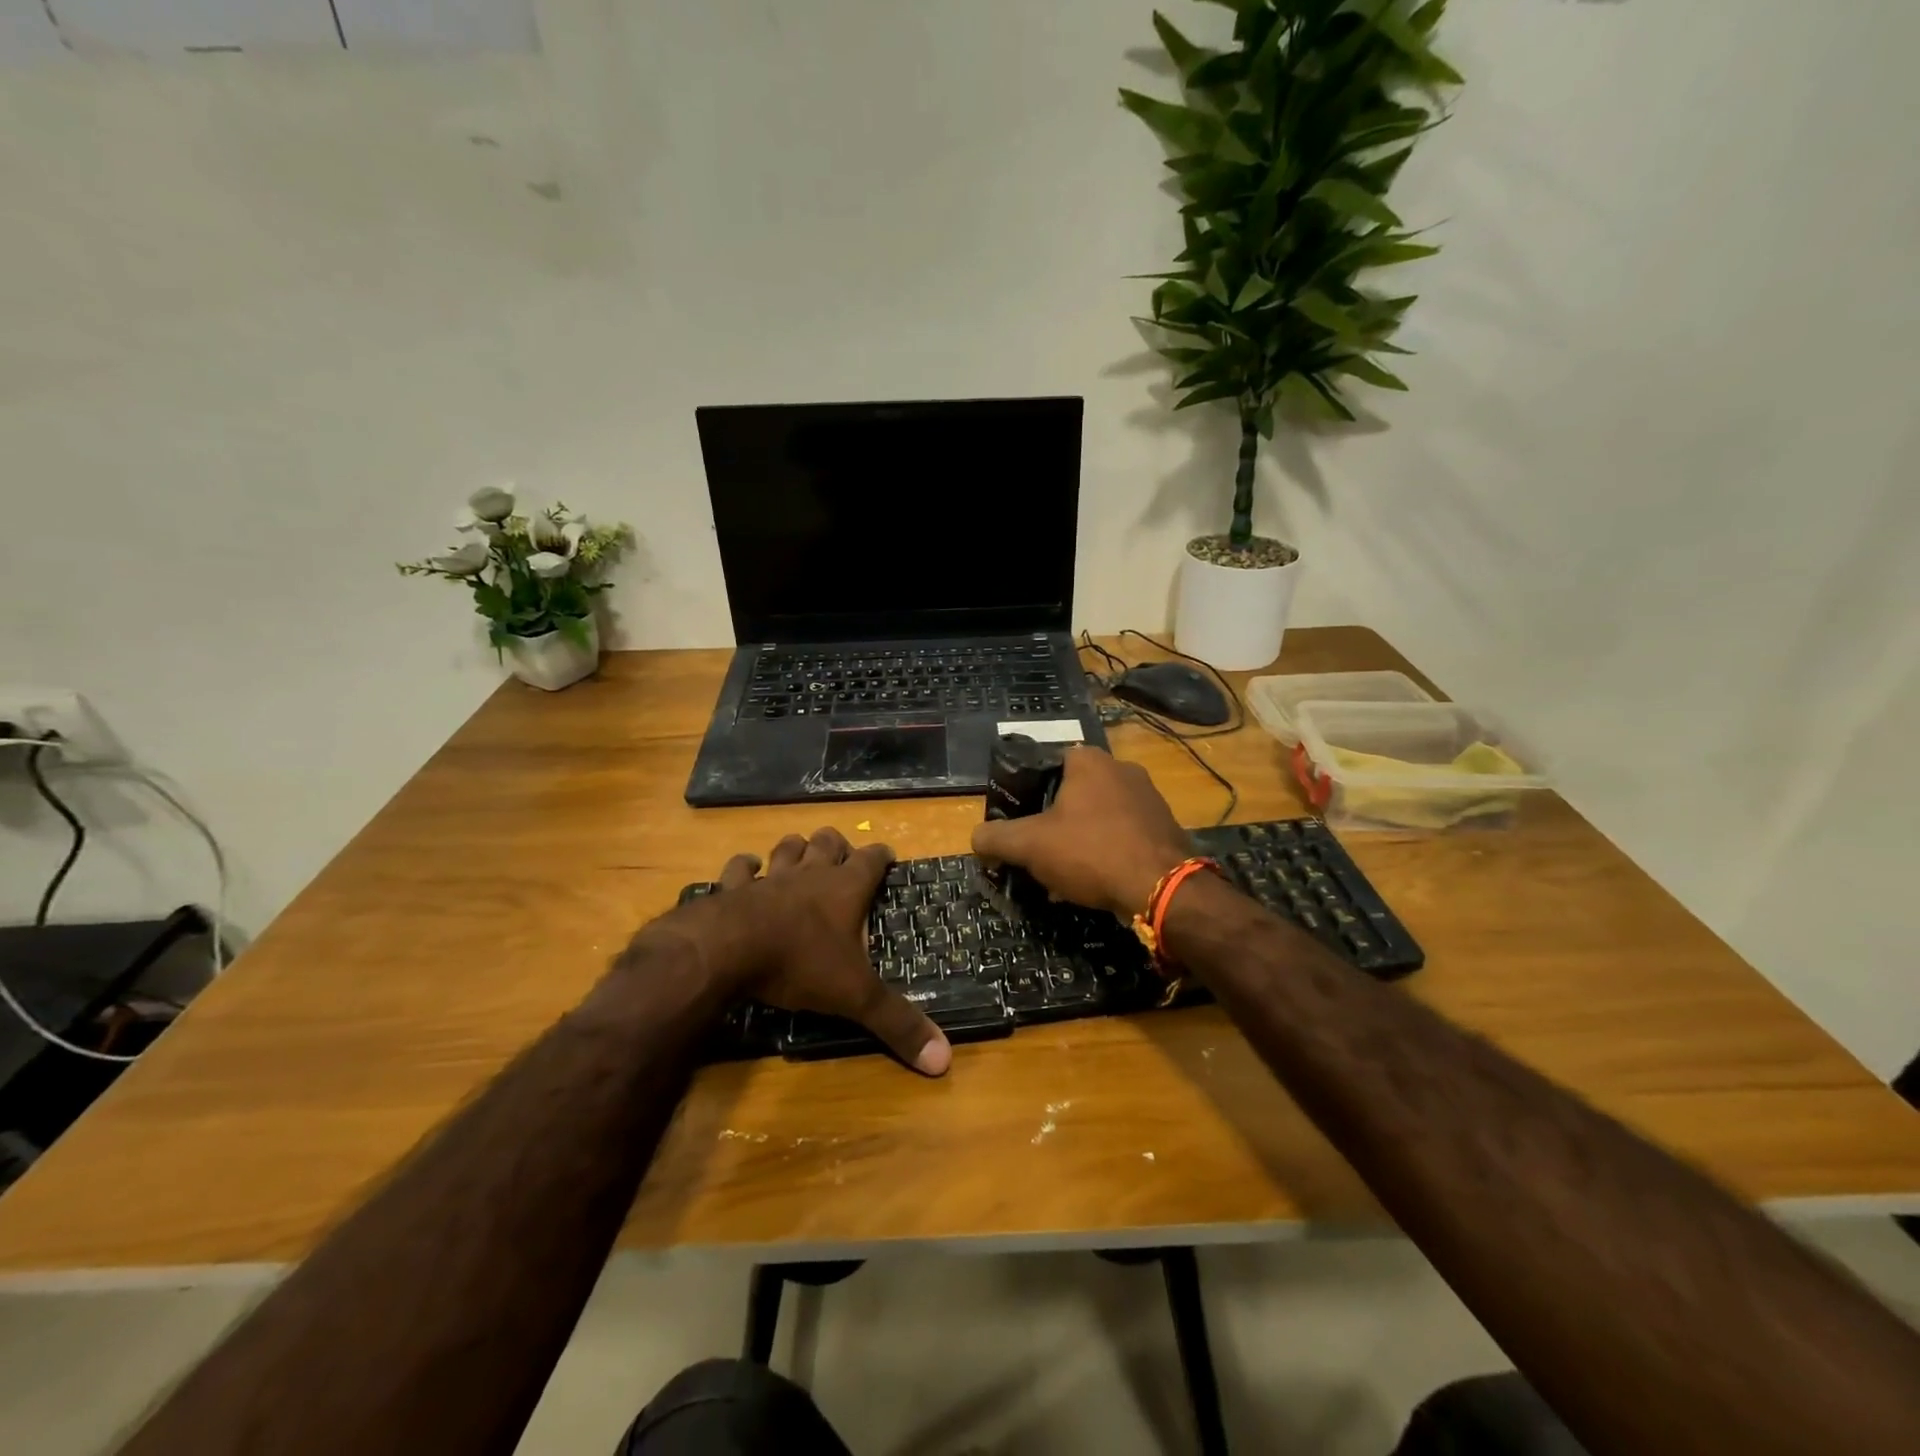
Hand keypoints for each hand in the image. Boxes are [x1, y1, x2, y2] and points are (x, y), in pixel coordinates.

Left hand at [678, 827, 951, 1076]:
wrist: (727, 950)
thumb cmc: (800, 963)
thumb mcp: (855, 996)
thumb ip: (896, 1022)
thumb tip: (944, 1059)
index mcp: (845, 889)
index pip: (872, 859)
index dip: (882, 856)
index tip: (888, 858)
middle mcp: (810, 874)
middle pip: (828, 842)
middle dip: (837, 845)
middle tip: (841, 858)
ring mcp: (769, 877)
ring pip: (787, 848)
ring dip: (795, 849)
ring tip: (799, 856)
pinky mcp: (733, 888)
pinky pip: (739, 868)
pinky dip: (744, 867)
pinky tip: (747, 870)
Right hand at [971, 748, 1192, 920]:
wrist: (1162, 888)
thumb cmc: (1091, 852)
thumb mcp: (1030, 845)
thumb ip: (996, 838)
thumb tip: (976, 839)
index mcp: (1089, 760)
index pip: (1047, 763)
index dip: (1027, 791)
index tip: (1018, 820)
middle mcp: (1122, 768)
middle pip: (1073, 791)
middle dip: (1053, 820)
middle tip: (1038, 849)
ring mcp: (1149, 796)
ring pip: (1099, 814)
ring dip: (1080, 837)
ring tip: (1065, 871)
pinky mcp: (1165, 825)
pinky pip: (1124, 832)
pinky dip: (1107, 849)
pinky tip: (1097, 878)